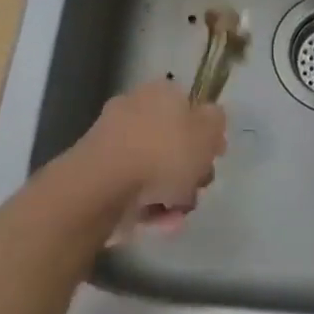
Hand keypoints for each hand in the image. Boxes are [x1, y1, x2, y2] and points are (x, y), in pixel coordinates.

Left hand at [75, 81, 225, 239]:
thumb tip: (210, 118)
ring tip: (177, 213)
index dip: (206, 132)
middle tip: (198, 186)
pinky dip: (147, 205)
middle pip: (172, 140)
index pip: (189, 106)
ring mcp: (112, 142)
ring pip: (153, 168)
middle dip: (188, 168)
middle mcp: (134, 109)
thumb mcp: (207, 131)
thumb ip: (216, 121)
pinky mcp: (97, 174)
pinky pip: (132, 189)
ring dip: (171, 192)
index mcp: (160, 92)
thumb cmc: (162, 153)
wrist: (100, 187)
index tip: (214, 155)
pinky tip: (158, 221)